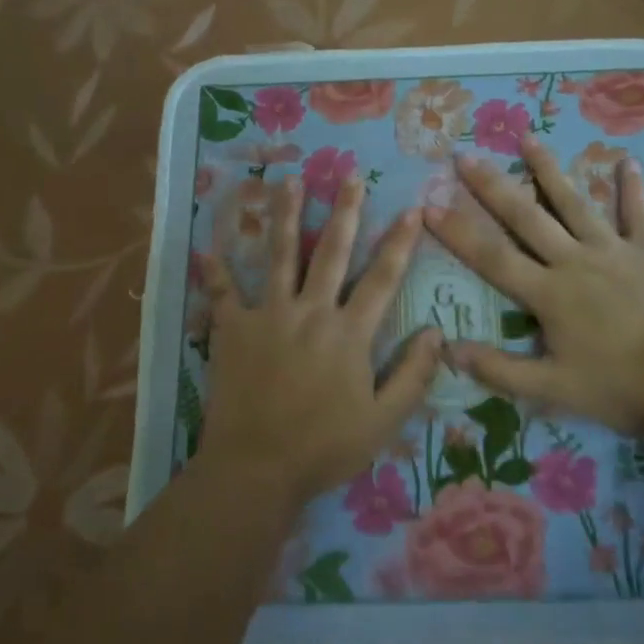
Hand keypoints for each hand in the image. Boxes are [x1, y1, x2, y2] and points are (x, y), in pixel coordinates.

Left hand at [200, 176, 441, 504]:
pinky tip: (207, 246)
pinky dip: (215, 270)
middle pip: (331, 252)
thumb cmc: (324, 448)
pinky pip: (223, 293)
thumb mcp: (383, 421)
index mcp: (349, 333)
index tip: (413, 209)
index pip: (382, 278)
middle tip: (351, 175)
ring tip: (289, 181)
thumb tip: (437, 333)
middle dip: (345, 211)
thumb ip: (413, 376)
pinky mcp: (233, 330)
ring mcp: (268, 316)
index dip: (400, 242)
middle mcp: (311, 312)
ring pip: (280, 256)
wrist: (256, 468)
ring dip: (286, 216)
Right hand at [426, 135, 643, 436]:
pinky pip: (638, 214)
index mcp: (548, 293)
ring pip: (575, 203)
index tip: (428, 205)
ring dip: (550, 170)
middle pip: (526, 217)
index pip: (491, 256)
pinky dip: (632, 189)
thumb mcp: (552, 390)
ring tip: (529, 138)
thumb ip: (499, 369)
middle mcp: (575, 261)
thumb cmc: (618, 389)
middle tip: (464, 156)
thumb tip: (448, 349)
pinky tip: (627, 162)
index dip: (457, 231)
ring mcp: (614, 251)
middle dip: (492, 186)